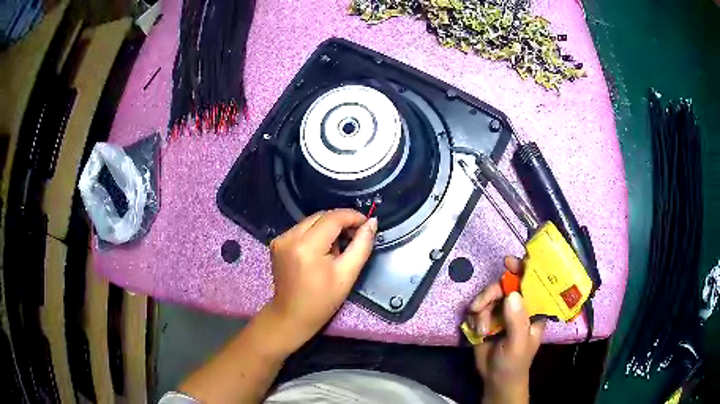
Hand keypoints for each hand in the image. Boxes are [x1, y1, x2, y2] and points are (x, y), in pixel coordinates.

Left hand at [265, 209, 376, 349]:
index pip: (333, 218)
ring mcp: (281, 239)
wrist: (292, 316)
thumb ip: (361, 246)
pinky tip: (321, 251)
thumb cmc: (322, 301)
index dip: (352, 216)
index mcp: (306, 246)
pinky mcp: (277, 243)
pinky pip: (301, 229)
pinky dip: (315, 234)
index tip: (366, 224)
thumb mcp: (347, 275)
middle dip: (341, 222)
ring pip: (311, 221)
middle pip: (321, 216)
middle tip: (355, 236)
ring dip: (328, 228)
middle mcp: (290, 237)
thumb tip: (371, 223)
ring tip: (338, 248)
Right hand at [468, 256, 544, 403]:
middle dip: (490, 294)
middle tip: (479, 306)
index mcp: (534, 309)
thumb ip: (517, 321)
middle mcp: (519, 306)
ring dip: (480, 310)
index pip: (531, 283)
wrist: (495, 379)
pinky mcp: (487, 318)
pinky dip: (473, 317)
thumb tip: (511, 294)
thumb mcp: (518, 344)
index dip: (522, 269)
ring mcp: (502, 311)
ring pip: (488, 296)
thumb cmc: (514, 363)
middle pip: (504, 286)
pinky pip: (477, 307)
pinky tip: (476, 331)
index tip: (509, 262)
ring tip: (480, 329)